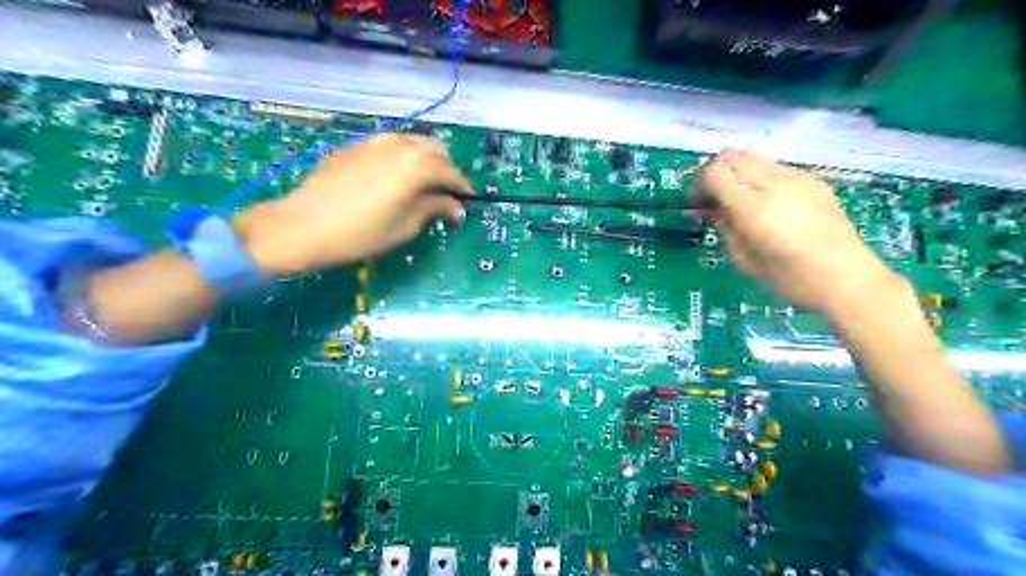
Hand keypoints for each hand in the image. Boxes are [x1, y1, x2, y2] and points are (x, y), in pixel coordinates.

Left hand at [235, 135, 470, 275]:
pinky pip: (391, 145)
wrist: (303, 225)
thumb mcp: (405, 226)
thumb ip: (434, 209)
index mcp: (416, 165)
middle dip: (446, 170)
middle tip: (446, 194)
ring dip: (426, 160)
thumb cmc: (361, 234)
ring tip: (423, 184)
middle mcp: (399, 144)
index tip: (467, 203)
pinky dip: (403, 157)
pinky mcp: (356, 145)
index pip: (451, 172)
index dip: (462, 188)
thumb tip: (457, 208)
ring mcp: (375, 141)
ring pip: (413, 142)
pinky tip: (395, 178)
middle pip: (435, 150)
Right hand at [697, 147, 904, 313]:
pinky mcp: (814, 180)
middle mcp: (775, 184)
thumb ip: (725, 228)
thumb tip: (712, 209)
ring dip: (737, 173)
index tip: (697, 203)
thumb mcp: (744, 260)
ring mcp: (798, 178)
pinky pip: (775, 168)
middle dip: (715, 173)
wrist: (848, 279)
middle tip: (712, 198)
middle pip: (732, 156)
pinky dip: (759, 177)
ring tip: (738, 200)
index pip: (715, 173)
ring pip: (753, 158)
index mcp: (754, 208)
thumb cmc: (790, 280)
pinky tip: (766, 203)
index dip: (699, 184)